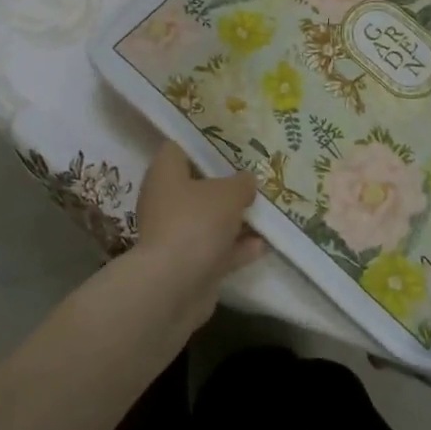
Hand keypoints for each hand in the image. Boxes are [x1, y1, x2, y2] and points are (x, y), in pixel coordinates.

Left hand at [133, 142, 264, 290]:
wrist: (173, 286)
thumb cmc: (196, 223)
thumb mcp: (229, 194)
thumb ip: (241, 183)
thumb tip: (247, 181)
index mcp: (165, 174)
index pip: (179, 147)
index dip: (204, 143)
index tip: (232, 143)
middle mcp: (165, 201)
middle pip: (197, 185)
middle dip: (226, 184)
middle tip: (255, 176)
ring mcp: (175, 234)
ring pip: (209, 219)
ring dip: (234, 218)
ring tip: (266, 210)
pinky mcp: (187, 264)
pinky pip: (216, 249)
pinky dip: (236, 247)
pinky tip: (263, 244)